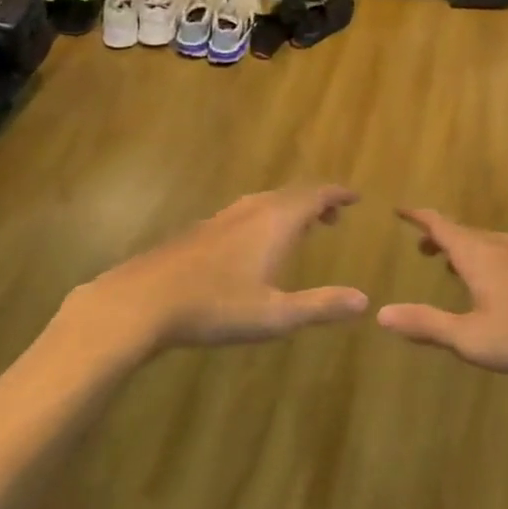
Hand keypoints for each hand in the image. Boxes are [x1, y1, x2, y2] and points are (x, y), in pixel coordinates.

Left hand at [58, 186, 367, 355]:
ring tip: (299, 228)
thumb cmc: (216, 307)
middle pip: (292, 194)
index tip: (354, 197)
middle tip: (332, 217)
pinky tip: (253, 244)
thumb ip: (321, 305)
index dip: (337, 194)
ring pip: (266, 201)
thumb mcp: (276, 314)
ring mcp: (222, 218)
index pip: (315, 195)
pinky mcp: (200, 230)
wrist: (142, 301)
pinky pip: (245, 212)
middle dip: (316, 202)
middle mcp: (252, 210)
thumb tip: (364, 301)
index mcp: (276, 222)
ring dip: (289, 209)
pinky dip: (264, 218)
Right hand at [376, 208, 507, 376]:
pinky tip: (494, 284)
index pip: (441, 226)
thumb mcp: (469, 336)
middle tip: (422, 248)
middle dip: (440, 236)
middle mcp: (499, 249)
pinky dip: (486, 260)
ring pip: (486, 244)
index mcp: (477, 255)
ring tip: (452, 264)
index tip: (400, 209)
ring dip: (465, 248)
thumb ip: (427, 324)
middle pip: (464, 233)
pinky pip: (504, 256)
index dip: (419, 217)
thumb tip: (381, 313)